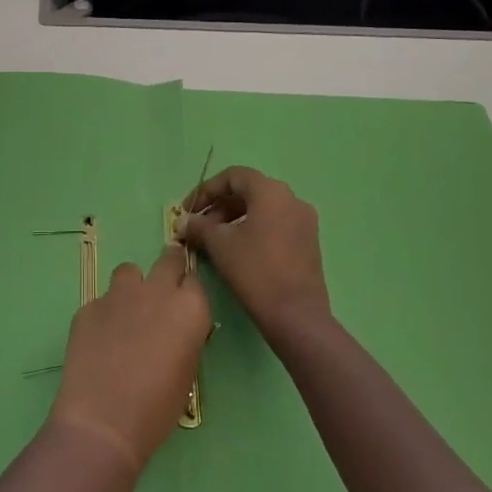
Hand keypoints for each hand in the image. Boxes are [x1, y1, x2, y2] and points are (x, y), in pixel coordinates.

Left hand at [47, 245, 211, 474]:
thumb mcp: (187, 372)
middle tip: (163, 288)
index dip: (188, 292)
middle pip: (168, 259)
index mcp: (189, 308)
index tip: (184, 305)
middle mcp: (156, 291)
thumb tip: (175, 328)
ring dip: (133, 286)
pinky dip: (105, 314)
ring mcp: (119, 295)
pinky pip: (102, 301)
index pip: (195, 282)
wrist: (103, 419)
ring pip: (129, 271)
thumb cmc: (157, 407)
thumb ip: (184, 337)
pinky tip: (100, 341)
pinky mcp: (88, 306)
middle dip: (169, 267)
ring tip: (127, 313)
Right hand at [179, 167, 332, 344]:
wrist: (295, 314)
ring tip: (214, 240)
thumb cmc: (254, 271)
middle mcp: (292, 199)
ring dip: (234, 218)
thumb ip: (199, 227)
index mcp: (271, 192)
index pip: (233, 176)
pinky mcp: (308, 242)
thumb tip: (183, 222)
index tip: (188, 210)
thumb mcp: (219, 245)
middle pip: (249, 191)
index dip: (206, 190)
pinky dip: (253, 229)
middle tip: (199, 227)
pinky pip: (275, 224)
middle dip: (219, 206)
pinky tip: (237, 250)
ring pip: (262, 209)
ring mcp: (304, 221)